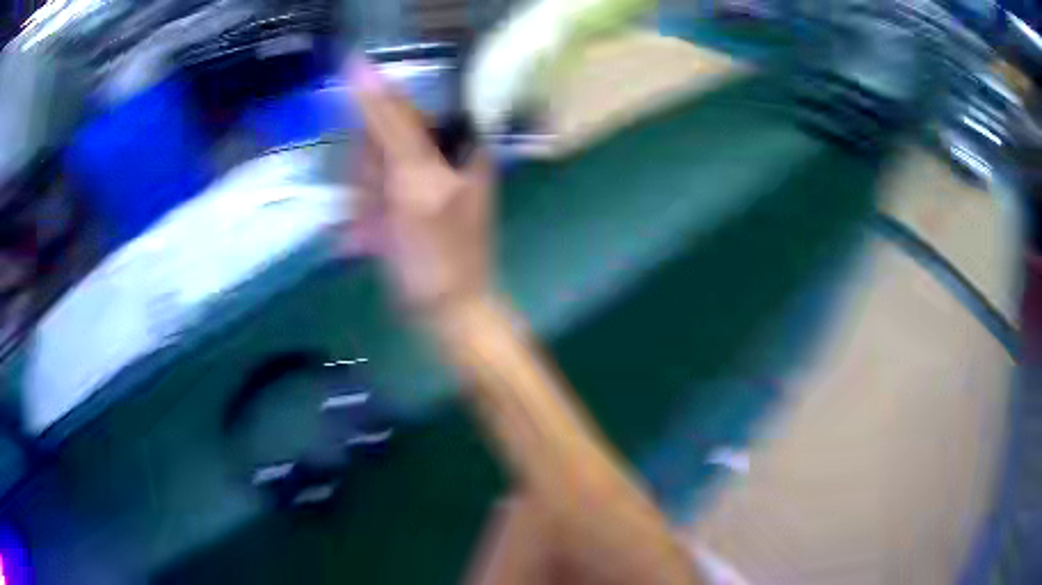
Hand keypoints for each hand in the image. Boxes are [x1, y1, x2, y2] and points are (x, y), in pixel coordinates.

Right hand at [346, 55, 494, 311]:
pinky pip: (369, 194)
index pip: (395, 108)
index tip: (377, 180)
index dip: (373, 144)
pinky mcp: (403, 201)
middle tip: (379, 210)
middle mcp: (440, 150)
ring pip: (368, 167)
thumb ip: (389, 122)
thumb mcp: (414, 180)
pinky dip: (364, 217)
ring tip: (377, 231)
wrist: (446, 311)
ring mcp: (419, 177)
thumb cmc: (438, 250)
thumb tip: (359, 66)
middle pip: (378, 138)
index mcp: (457, 136)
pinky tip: (370, 240)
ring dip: (363, 201)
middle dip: (368, 176)